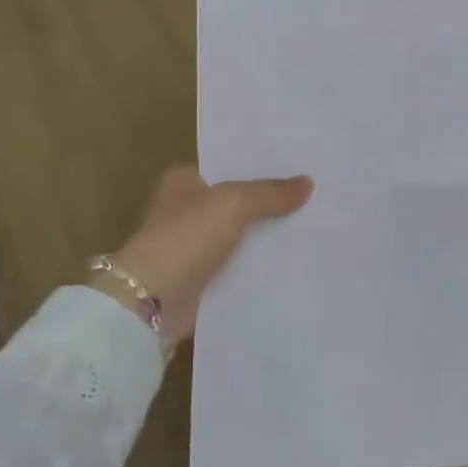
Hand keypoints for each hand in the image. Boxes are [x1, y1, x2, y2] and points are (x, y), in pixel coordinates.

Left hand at [95, 167, 313, 344]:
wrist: (152, 300)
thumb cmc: (186, 238)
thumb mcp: (232, 204)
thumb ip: (270, 193)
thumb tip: (308, 182)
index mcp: (183, 180)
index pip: (228, 166)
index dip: (261, 167)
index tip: (299, 167)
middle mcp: (185, 209)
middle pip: (237, 201)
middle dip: (269, 202)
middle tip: (315, 198)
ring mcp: (192, 245)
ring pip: (240, 235)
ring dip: (266, 236)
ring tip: (313, 229)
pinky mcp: (200, 278)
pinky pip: (237, 266)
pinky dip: (258, 266)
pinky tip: (292, 263)